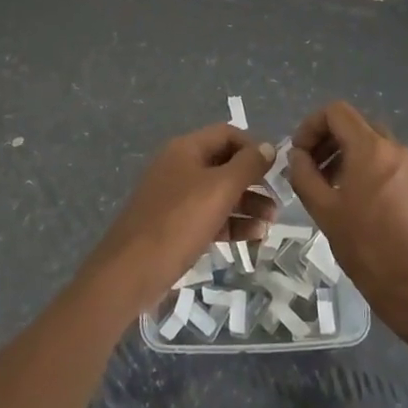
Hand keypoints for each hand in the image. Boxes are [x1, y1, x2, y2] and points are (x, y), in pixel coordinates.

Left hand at [81, 123, 276, 317]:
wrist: (129, 273)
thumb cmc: (177, 223)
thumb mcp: (218, 190)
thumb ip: (247, 165)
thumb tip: (268, 146)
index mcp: (186, 149)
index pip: (227, 134)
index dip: (253, 148)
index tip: (275, 170)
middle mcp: (180, 166)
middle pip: (225, 164)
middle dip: (253, 181)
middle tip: (277, 202)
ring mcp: (176, 197)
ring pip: (219, 192)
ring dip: (247, 204)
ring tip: (270, 224)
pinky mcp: (175, 226)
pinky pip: (210, 216)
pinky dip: (232, 223)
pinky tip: (253, 238)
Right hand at [287, 101, 407, 338]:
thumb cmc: (366, 248)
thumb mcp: (324, 211)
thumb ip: (304, 175)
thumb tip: (297, 156)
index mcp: (370, 148)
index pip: (336, 112)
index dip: (311, 126)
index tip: (300, 153)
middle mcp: (396, 149)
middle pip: (357, 126)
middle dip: (330, 142)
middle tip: (313, 171)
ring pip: (376, 147)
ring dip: (350, 158)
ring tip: (335, 191)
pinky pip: (393, 169)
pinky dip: (373, 174)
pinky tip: (365, 209)